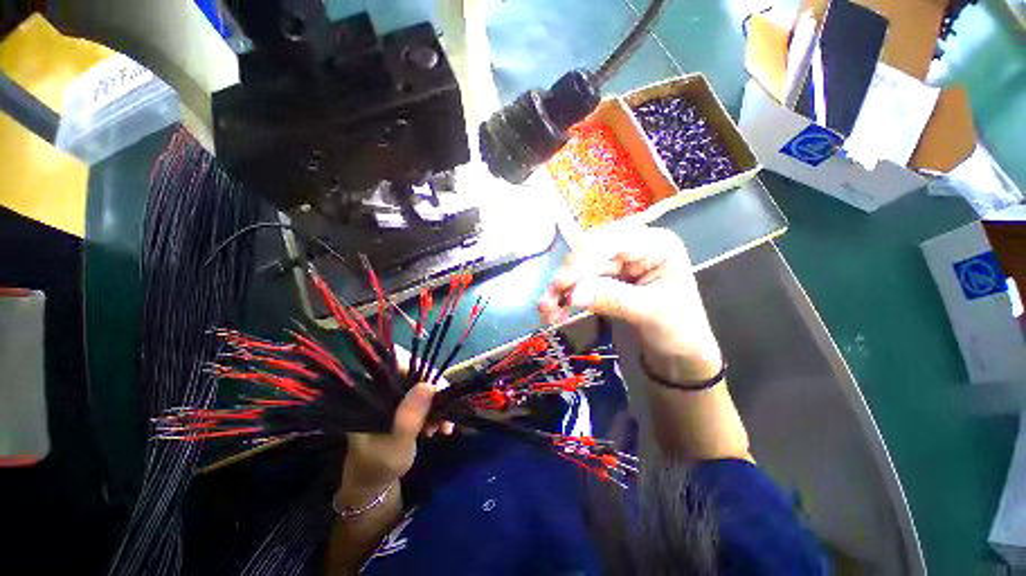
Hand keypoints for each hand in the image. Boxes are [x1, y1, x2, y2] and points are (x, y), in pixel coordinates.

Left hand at [336, 349, 452, 506]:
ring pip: (422, 386)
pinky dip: (434, 410)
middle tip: (447, 412)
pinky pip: (423, 399)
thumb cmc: (378, 466)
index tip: (438, 388)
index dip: (420, 367)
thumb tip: (428, 386)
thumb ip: (410, 417)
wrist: (372, 484)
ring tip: (444, 427)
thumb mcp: (395, 445)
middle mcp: (381, 388)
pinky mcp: (402, 405)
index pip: (396, 361)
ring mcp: (392, 396)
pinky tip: (439, 427)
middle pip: (415, 373)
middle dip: (435, 391)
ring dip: (437, 403)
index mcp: (370, 391)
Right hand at [539, 224, 722, 381]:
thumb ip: (610, 299)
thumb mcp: (649, 313)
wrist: (680, 352)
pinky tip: (556, 309)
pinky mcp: (606, 276)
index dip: (582, 261)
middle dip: (567, 277)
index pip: (611, 241)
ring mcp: (618, 260)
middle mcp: (634, 245)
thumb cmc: (679, 329)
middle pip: (589, 251)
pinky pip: (580, 281)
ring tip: (546, 311)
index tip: (560, 286)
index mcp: (655, 243)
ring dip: (561, 289)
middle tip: (546, 303)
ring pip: (580, 267)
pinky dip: (566, 296)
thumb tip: (571, 294)